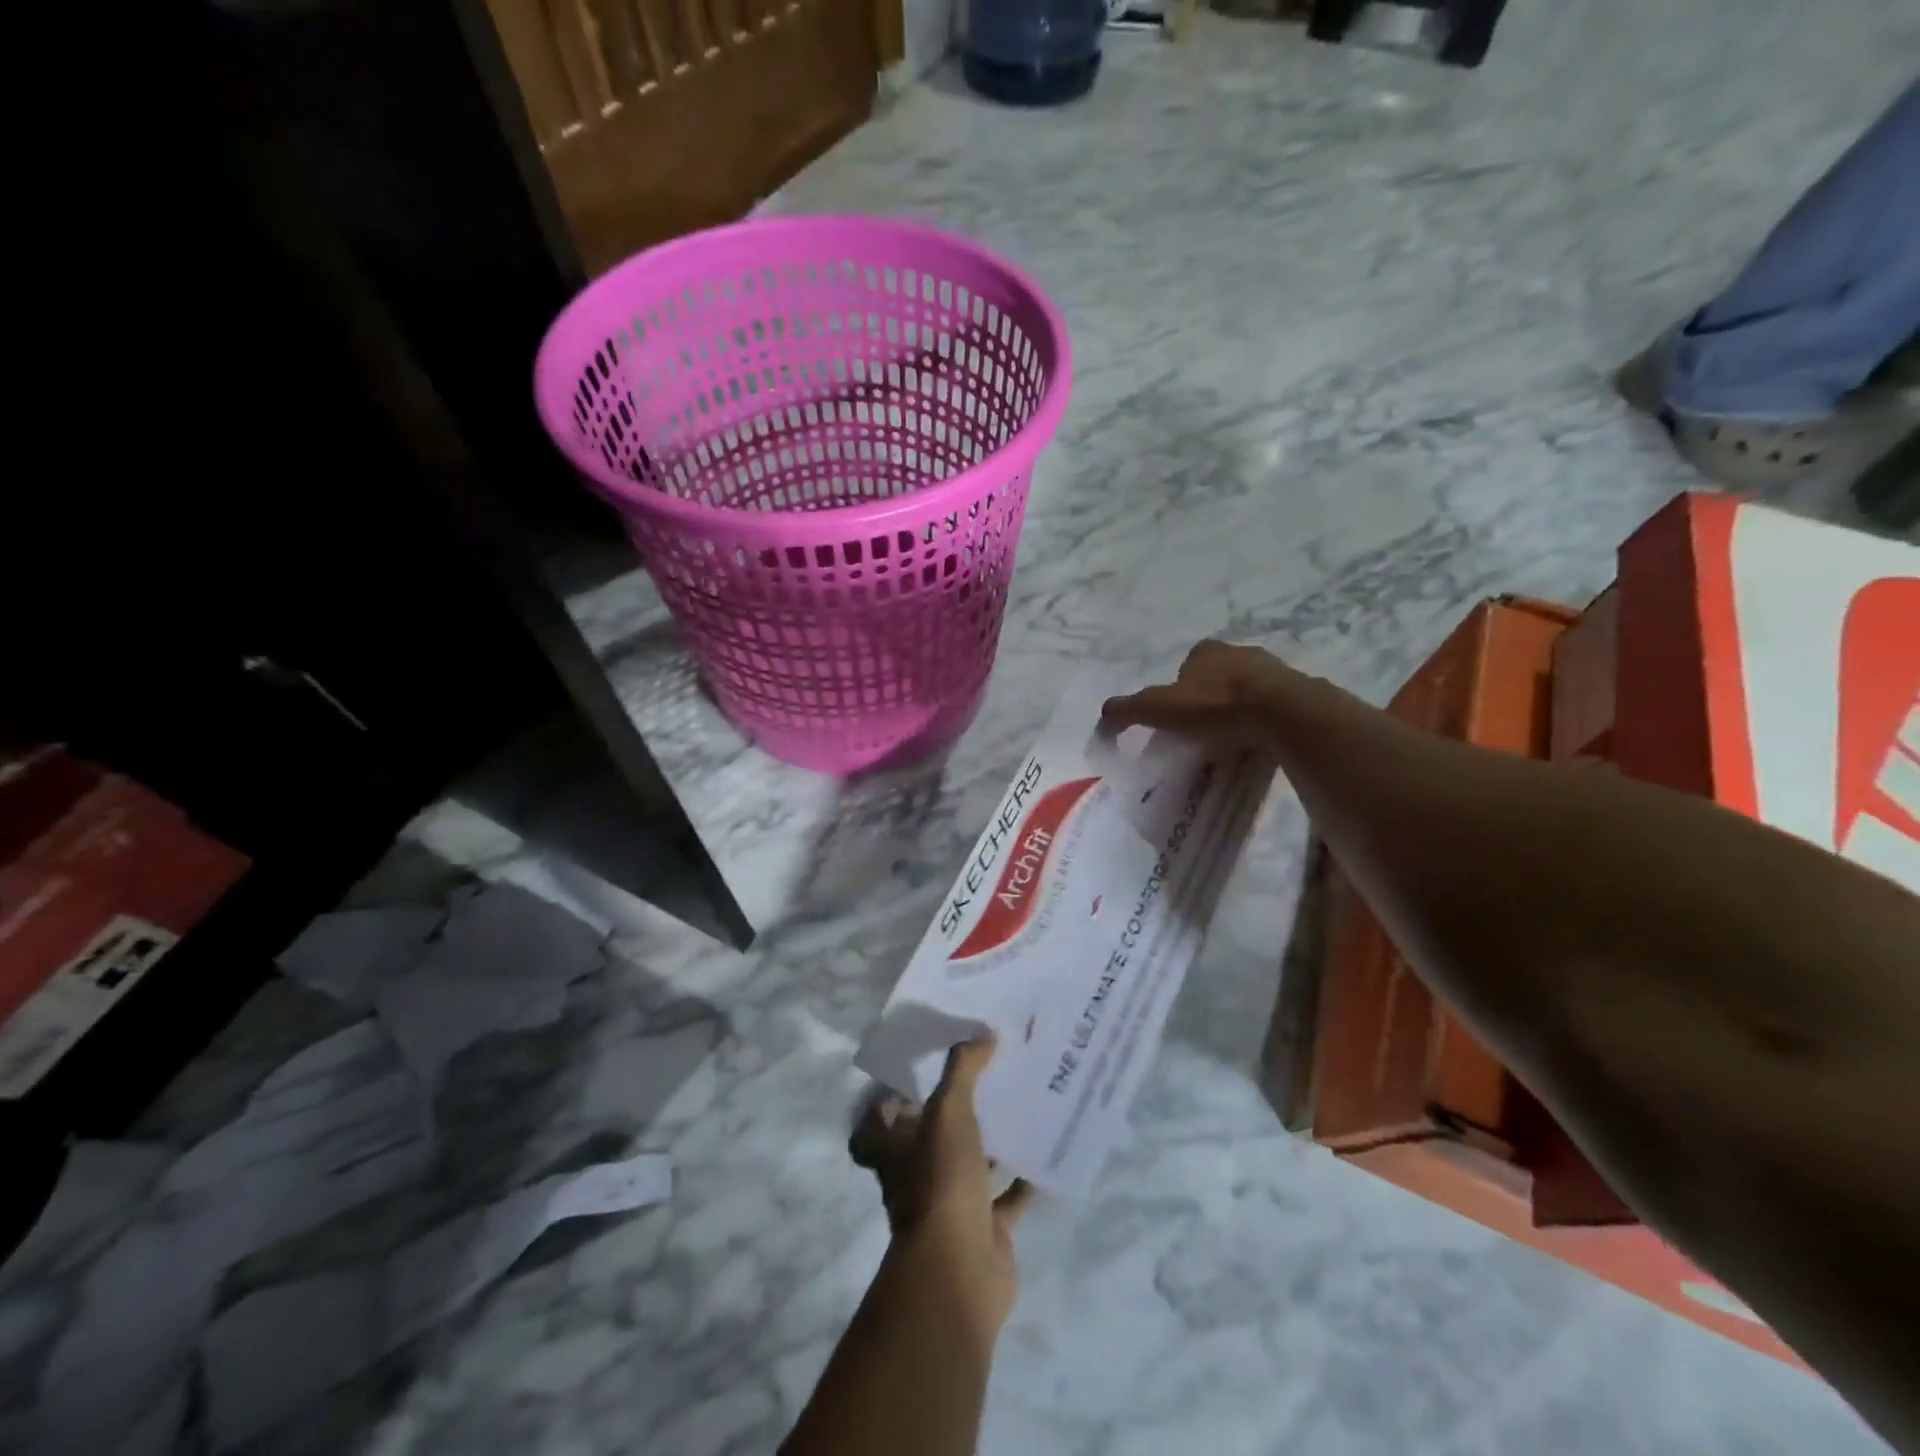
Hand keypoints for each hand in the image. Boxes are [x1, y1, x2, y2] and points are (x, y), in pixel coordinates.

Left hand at [849, 1036, 1033, 1337]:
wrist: (960, 1271)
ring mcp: (951, 1208)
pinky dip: (1022, 1182)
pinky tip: (1045, 1154)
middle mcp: (917, 1178)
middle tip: (979, 1082)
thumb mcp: (949, 1112)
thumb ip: (963, 1070)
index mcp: (895, 1152)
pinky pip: (1006, 1201)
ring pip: (969, 1168)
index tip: (910, 1081)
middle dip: (948, 1118)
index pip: (872, 1128)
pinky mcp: (985, 1231)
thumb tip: (983, 1033)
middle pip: (925, 1145)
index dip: (883, 1108)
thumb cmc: (941, 1181)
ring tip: (1016, 1108)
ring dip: (989, 1146)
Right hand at [1102, 639, 1305, 745]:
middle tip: (1203, 732)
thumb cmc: (1216, 706)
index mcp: (1206, 650)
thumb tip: (1102, 716)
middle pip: (1217, 677)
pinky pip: (1273, 707)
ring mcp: (1272, 670)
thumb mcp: (1159, 708)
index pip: (1187, 666)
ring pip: (1246, 691)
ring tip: (1232, 740)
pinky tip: (1258, 741)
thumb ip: (1128, 710)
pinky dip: (1263, 721)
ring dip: (1238, 710)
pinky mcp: (1297, 692)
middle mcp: (1240, 652)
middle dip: (1209, 699)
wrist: (1282, 713)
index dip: (1179, 692)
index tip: (1178, 719)